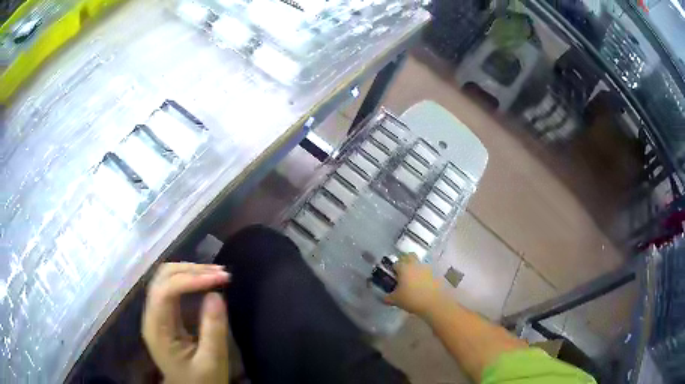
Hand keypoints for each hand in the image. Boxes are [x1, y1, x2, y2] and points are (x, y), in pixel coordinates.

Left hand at [143, 262, 230, 383]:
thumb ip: (213, 330)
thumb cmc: (201, 381)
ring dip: (190, 271)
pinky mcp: (164, 316)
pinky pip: (171, 287)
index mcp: (157, 329)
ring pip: (165, 278)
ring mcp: (156, 314)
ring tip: (216, 274)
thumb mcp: (212, 361)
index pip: (165, 291)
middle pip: (162, 278)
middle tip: (221, 274)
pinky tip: (204, 281)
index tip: (219, 278)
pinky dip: (188, 279)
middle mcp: (151, 316)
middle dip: (191, 270)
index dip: (191, 279)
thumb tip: (216, 295)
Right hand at [384, 254, 442, 315]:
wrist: (436, 303)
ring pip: (419, 263)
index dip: (393, 269)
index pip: (395, 263)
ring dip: (416, 269)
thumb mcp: (396, 300)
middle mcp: (416, 264)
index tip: (392, 277)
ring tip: (414, 281)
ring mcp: (428, 268)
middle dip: (405, 261)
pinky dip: (425, 276)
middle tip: (402, 273)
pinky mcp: (438, 273)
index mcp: (404, 268)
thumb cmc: (413, 299)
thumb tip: (384, 298)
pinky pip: (428, 271)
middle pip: (409, 256)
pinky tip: (423, 285)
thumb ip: (388, 298)